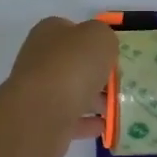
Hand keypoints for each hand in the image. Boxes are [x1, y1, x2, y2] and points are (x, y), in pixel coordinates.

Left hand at [0, 16, 117, 156]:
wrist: (41, 112)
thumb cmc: (72, 66)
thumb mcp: (99, 37)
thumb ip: (104, 37)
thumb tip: (102, 47)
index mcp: (48, 32)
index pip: (71, 30)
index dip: (93, 40)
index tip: (113, 54)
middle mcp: (39, 59)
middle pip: (72, 63)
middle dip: (95, 73)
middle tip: (119, 82)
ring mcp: (37, 90)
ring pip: (70, 92)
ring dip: (93, 99)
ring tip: (116, 106)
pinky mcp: (40, 119)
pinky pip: (69, 118)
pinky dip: (86, 122)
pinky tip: (104, 126)